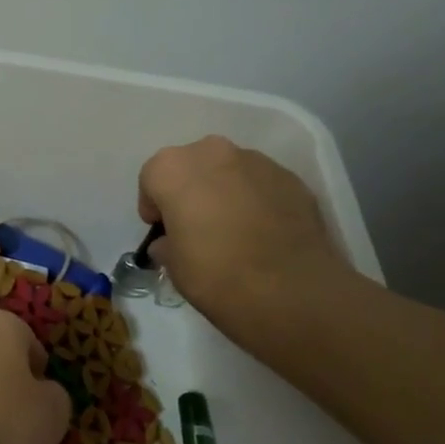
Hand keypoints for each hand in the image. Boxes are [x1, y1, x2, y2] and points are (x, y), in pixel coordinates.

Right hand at [137, 136, 350, 337]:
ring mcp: (258, 162)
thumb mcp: (173, 266)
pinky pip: (260, 183)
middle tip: (194, 224)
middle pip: (191, 164)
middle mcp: (214, 153)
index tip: (162, 229)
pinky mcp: (292, 178)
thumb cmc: (215, 274)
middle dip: (189, 188)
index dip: (154, 204)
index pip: (151, 177)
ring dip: (223, 190)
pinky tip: (262, 232)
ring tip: (232, 228)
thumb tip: (170, 242)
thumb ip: (167, 243)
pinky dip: (255, 199)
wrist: (291, 290)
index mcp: (174, 169)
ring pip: (228, 170)